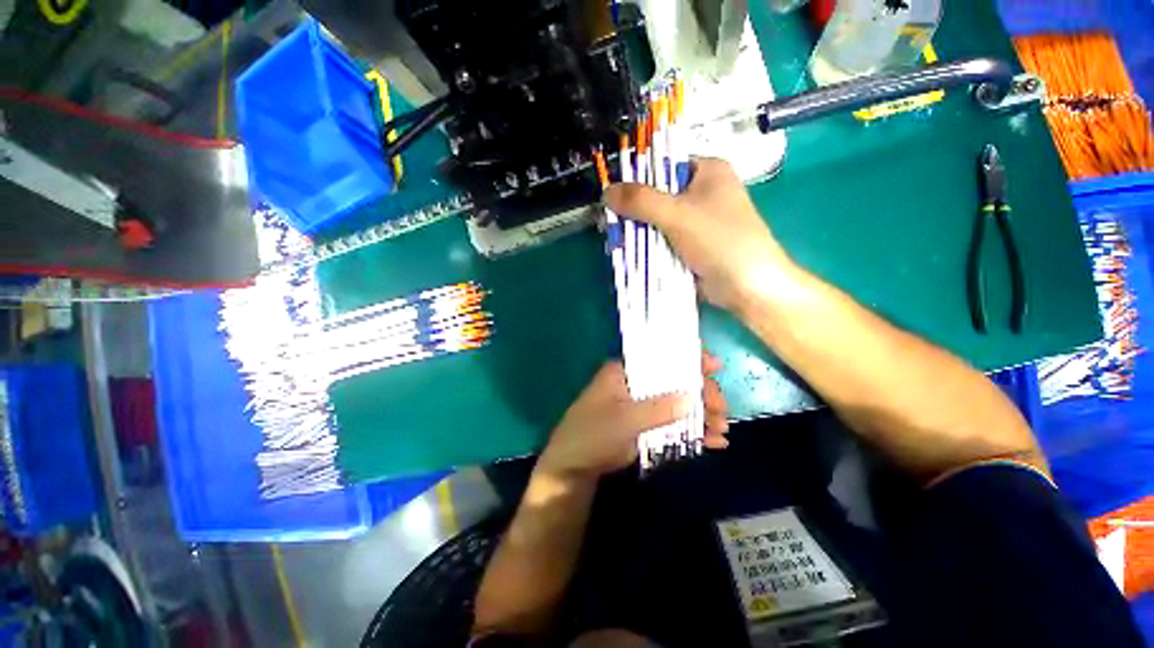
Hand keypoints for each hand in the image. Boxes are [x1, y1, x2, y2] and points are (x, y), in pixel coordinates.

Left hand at [539, 355, 728, 480]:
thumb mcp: (623, 420)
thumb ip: (656, 408)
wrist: (575, 468)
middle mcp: (637, 386)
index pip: (659, 358)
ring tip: (721, 431)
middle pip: (675, 382)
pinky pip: (675, 425)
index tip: (714, 365)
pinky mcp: (649, 427)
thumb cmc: (592, 434)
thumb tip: (691, 396)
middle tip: (720, 409)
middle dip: (701, 394)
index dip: (686, 359)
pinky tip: (714, 443)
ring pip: (679, 405)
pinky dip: (694, 433)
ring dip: (702, 415)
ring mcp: (644, 407)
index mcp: (625, 373)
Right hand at [604, 158, 798, 313]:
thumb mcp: (678, 214)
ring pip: (657, 220)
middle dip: (633, 211)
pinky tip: (628, 252)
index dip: (636, 178)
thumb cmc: (720, 240)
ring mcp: (696, 221)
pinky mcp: (690, 244)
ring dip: (637, 230)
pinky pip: (662, 239)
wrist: (748, 286)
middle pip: (657, 195)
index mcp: (707, 171)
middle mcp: (702, 192)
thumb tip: (606, 191)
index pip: (663, 164)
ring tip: (614, 241)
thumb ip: (641, 201)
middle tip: (610, 223)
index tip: (613, 196)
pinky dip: (646, 245)